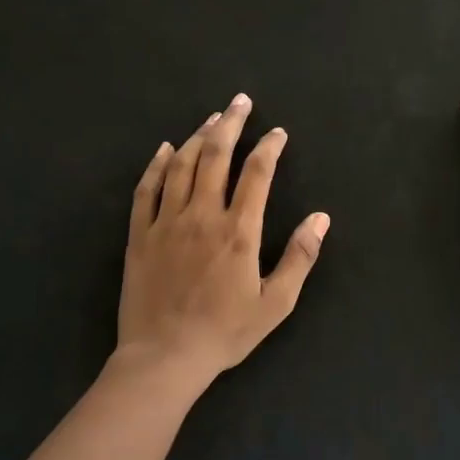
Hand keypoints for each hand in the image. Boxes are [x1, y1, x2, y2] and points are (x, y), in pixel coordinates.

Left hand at [117, 92, 330, 388]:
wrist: (164, 357)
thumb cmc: (224, 333)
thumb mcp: (275, 303)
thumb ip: (300, 257)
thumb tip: (321, 217)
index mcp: (238, 231)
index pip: (257, 173)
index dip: (270, 147)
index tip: (278, 132)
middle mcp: (202, 216)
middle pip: (217, 155)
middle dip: (232, 123)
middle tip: (240, 101)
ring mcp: (166, 222)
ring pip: (182, 165)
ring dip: (199, 137)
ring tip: (212, 118)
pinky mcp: (139, 235)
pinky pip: (146, 189)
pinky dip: (157, 164)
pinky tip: (166, 148)